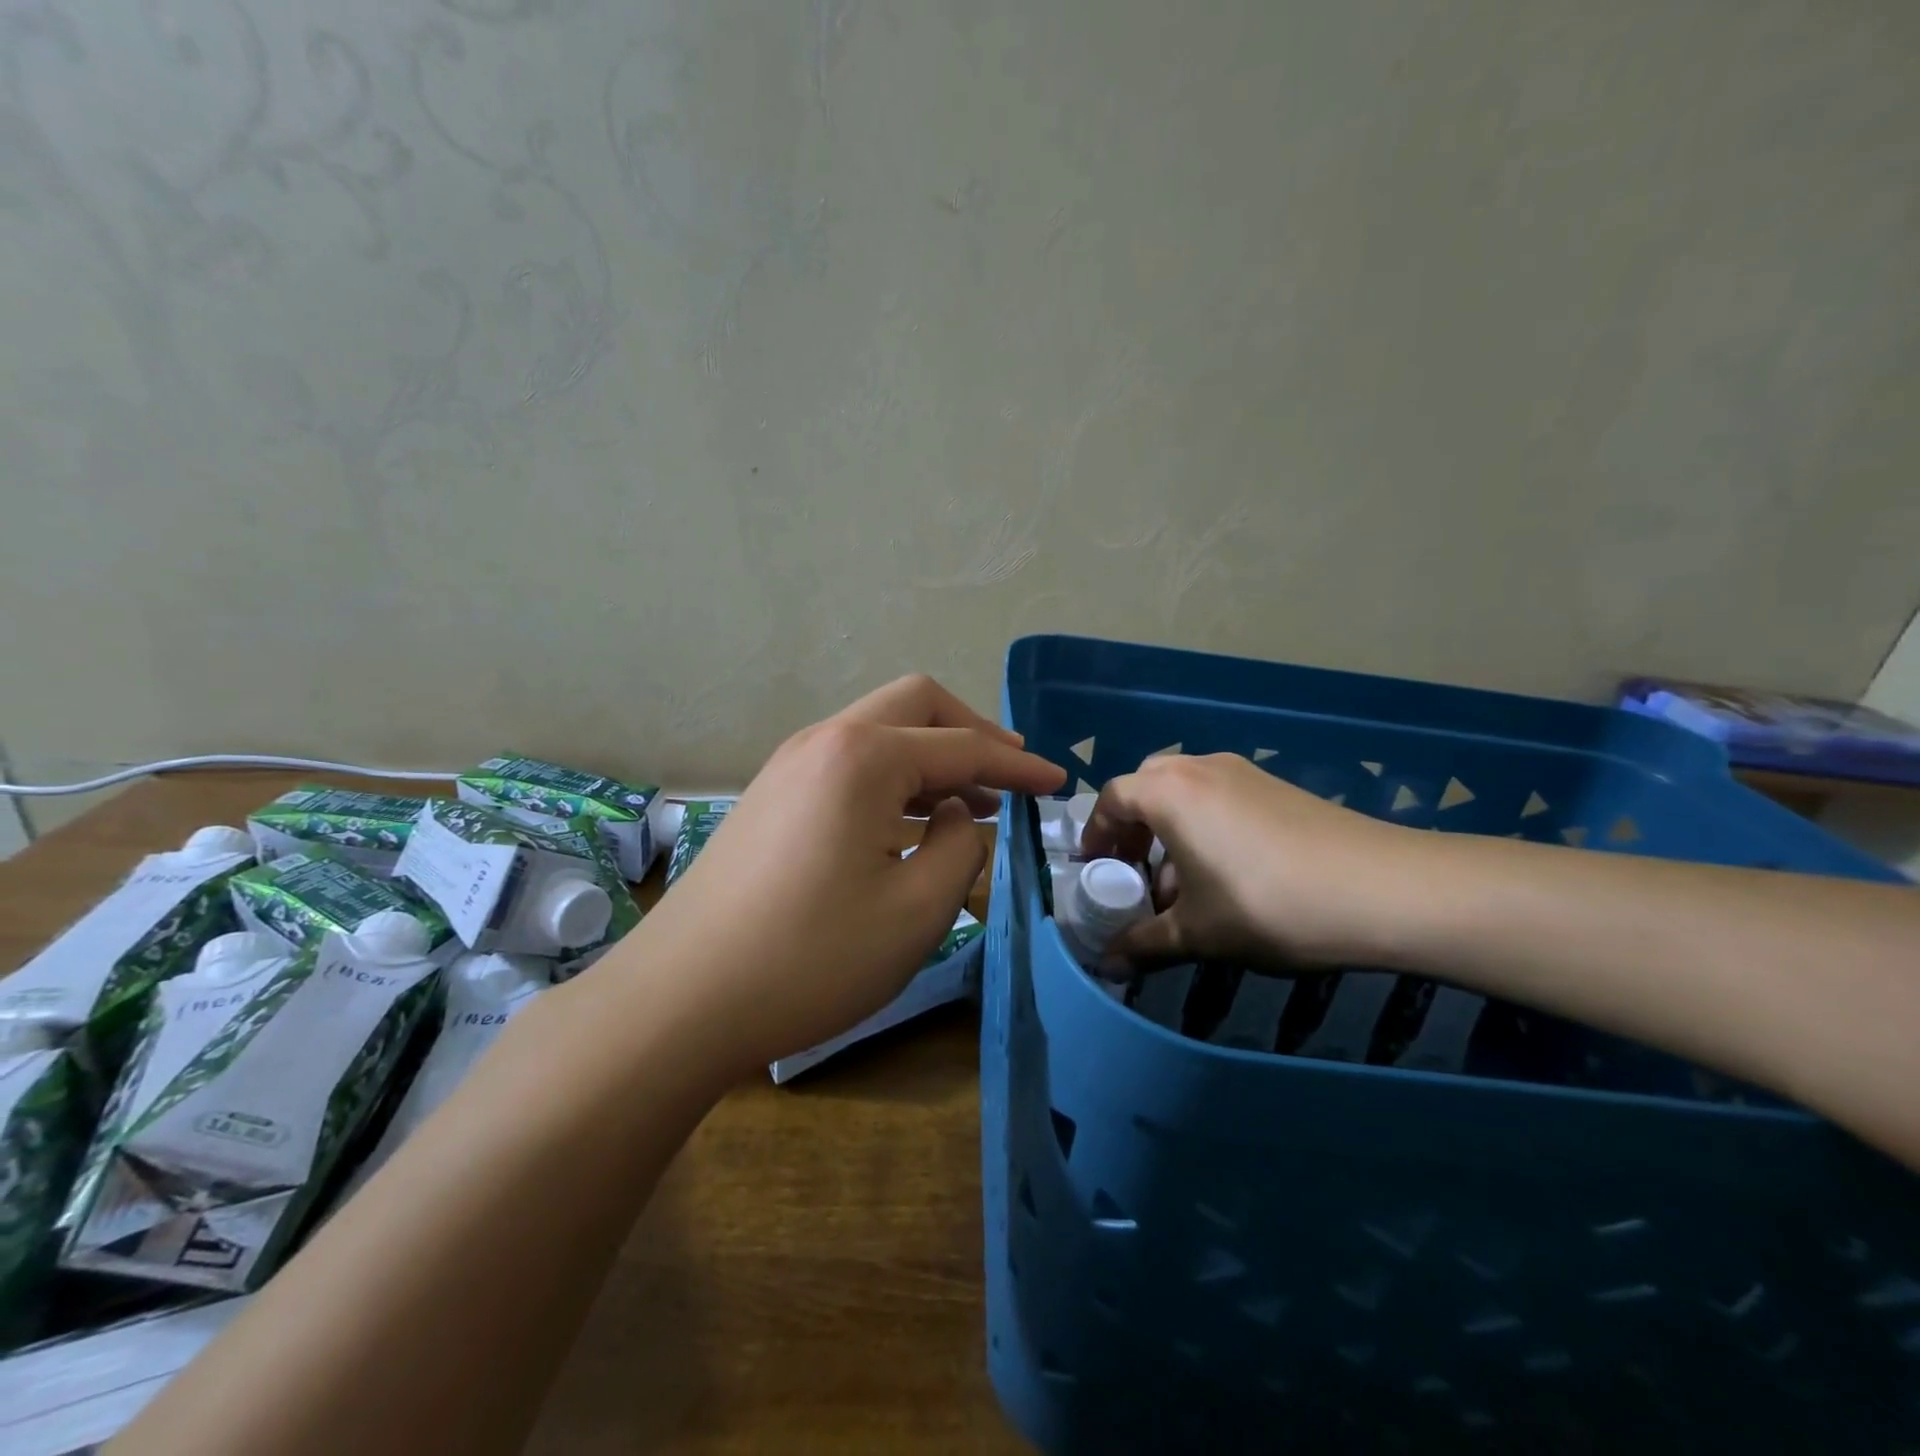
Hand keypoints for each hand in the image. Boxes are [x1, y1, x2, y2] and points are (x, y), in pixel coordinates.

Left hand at [630, 675, 1064, 1074]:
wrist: (680, 1000)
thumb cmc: (811, 957)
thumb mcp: (916, 910)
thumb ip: (961, 847)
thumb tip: (959, 813)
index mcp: (864, 756)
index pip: (962, 746)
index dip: (1018, 764)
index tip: (1059, 782)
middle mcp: (824, 740)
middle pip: (916, 705)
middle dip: (972, 733)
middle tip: (1011, 774)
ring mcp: (789, 764)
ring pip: (879, 731)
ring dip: (931, 755)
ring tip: (972, 801)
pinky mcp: (770, 795)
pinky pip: (849, 763)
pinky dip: (894, 777)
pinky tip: (910, 821)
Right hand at [1080, 752, 1435, 971]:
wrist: (1382, 889)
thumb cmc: (1267, 904)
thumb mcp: (1198, 933)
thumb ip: (1144, 945)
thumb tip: (1107, 966)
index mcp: (1169, 792)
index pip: (1111, 799)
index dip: (1096, 835)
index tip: (1095, 870)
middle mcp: (1200, 768)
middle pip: (1146, 787)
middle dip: (1132, 827)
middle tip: (1135, 869)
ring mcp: (1243, 772)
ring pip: (1186, 790)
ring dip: (1170, 827)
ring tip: (1182, 880)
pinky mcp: (1277, 785)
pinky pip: (1220, 795)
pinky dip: (1205, 823)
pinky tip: (1228, 871)